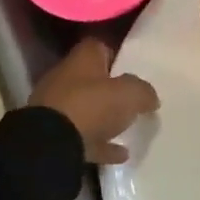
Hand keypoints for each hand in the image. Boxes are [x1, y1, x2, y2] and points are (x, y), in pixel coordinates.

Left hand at [28, 39, 158, 165]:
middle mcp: (65, 78)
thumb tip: (150, 97)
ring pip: (85, 108)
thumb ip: (143, 91)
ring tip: (127, 127)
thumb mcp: (130, 94)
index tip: (133, 67)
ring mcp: (56, 108)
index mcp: (82, 60)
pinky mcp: (53, 136)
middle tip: (132, 98)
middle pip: (91, 78)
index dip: (116, 54)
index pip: (99, 46)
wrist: (50, 145)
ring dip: (103, 117)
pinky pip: (82, 137)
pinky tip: (120, 153)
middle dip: (110, 88)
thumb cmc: (92, 106)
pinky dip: (99, 143)